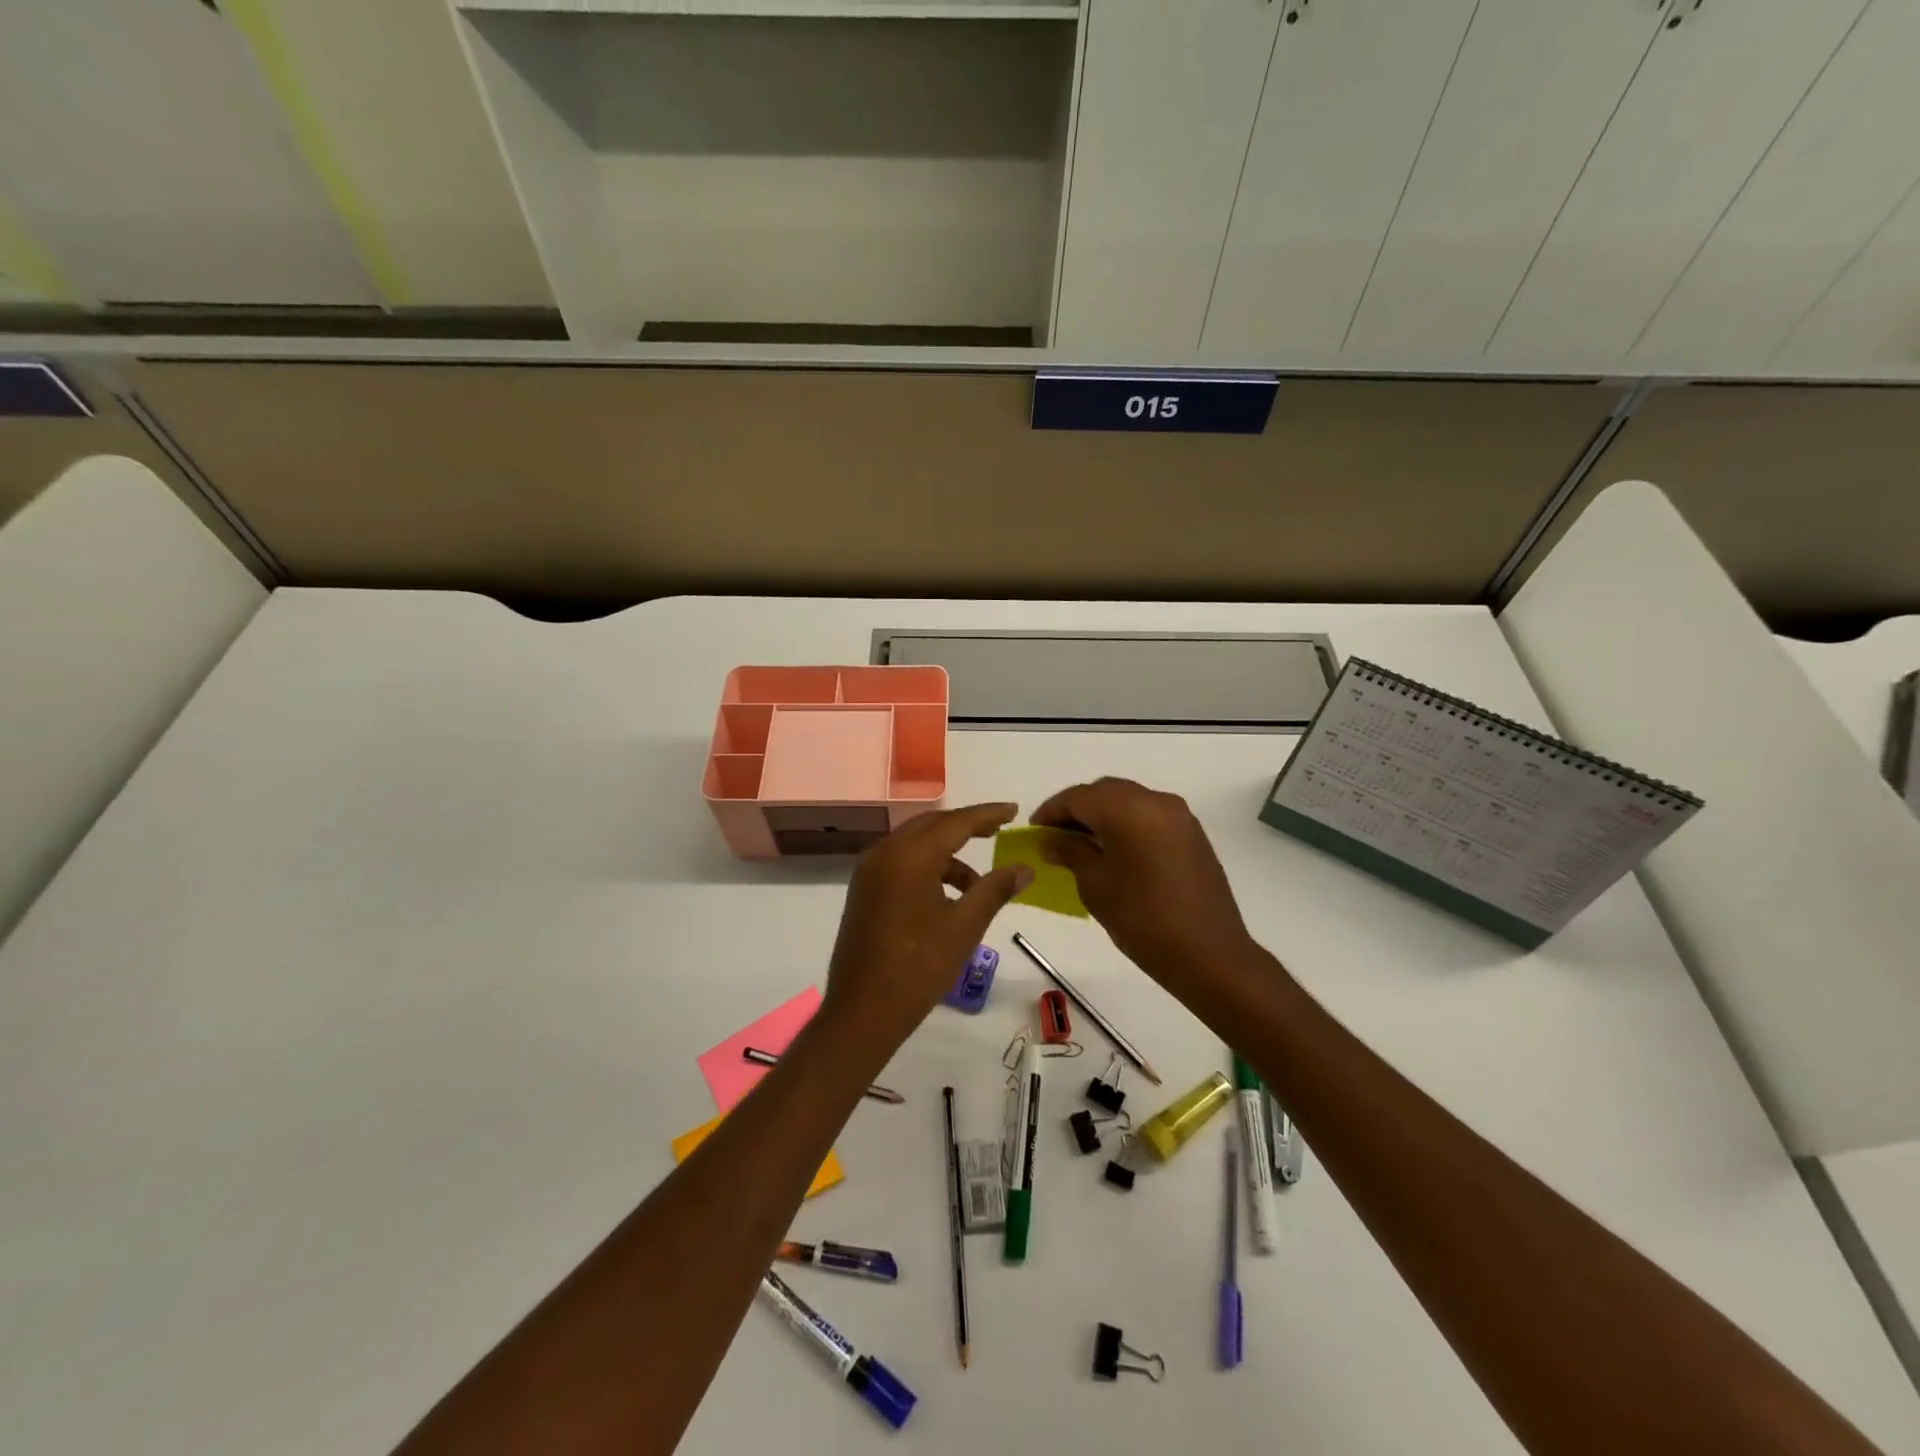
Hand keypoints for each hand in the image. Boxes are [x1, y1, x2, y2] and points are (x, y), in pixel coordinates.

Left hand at [821, 803, 1033, 1049]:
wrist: (863, 1011)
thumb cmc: (919, 967)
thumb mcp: (964, 926)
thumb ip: (995, 889)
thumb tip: (1025, 868)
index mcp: (909, 855)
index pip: (956, 822)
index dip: (987, 814)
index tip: (1014, 810)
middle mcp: (884, 853)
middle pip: (932, 826)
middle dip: (966, 827)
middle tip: (998, 830)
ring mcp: (869, 872)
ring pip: (915, 845)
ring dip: (947, 854)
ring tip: (978, 883)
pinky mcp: (863, 891)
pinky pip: (900, 863)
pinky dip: (927, 868)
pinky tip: (948, 895)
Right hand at [1031, 778, 1256, 989]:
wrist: (1209, 954)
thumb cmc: (1142, 919)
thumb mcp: (1095, 885)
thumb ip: (1070, 852)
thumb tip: (1052, 840)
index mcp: (1128, 809)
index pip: (1079, 797)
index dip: (1052, 810)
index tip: (1034, 830)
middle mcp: (1156, 801)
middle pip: (1105, 792)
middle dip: (1077, 808)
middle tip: (1055, 834)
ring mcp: (1179, 816)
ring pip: (1129, 801)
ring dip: (1102, 814)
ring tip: (1081, 843)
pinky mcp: (1192, 834)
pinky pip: (1149, 816)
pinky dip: (1126, 823)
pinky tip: (1114, 849)